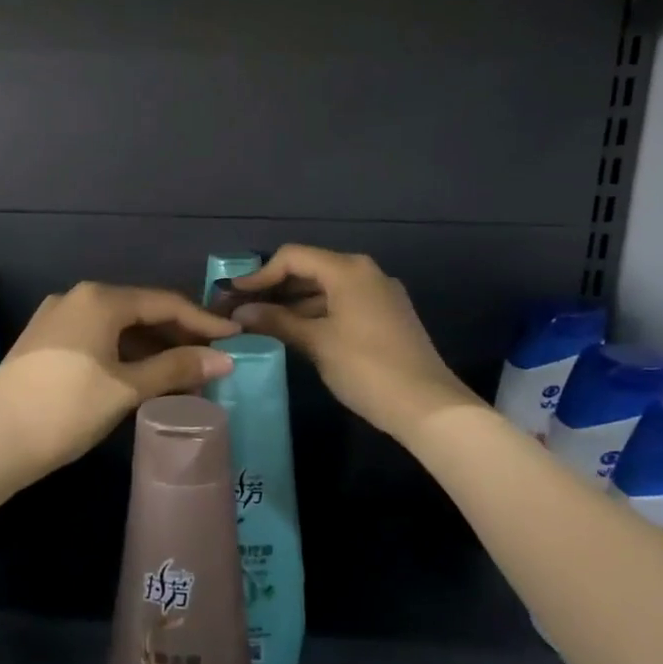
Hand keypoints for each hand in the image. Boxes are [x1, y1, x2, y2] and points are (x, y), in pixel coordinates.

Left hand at [0, 283, 238, 486]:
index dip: (202, 321)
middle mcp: (76, 297)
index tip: (233, 339)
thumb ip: (176, 368)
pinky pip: (96, 339)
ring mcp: (55, 319)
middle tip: (212, 360)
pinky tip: (142, 377)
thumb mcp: (126, 388)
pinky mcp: (43, 342)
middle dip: (177, 335)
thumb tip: (224, 358)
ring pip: (117, 327)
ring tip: (184, 373)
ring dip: (151, 348)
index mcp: (99, 298)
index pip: (164, 302)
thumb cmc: (66, 408)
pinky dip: (124, 354)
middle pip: (140, 311)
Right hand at [230, 245, 478, 440]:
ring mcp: (379, 295)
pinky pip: (342, 303)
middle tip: (244, 309)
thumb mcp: (317, 342)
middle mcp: (365, 273)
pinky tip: (295, 332)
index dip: (260, 274)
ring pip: (326, 288)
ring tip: (262, 323)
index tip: (234, 295)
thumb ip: (277, 321)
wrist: (428, 406)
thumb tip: (241, 312)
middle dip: (275, 287)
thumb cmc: (366, 367)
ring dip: (294, 302)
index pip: (293, 257)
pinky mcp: (386, 316)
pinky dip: (316, 312)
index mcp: (348, 270)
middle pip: (310, 269)